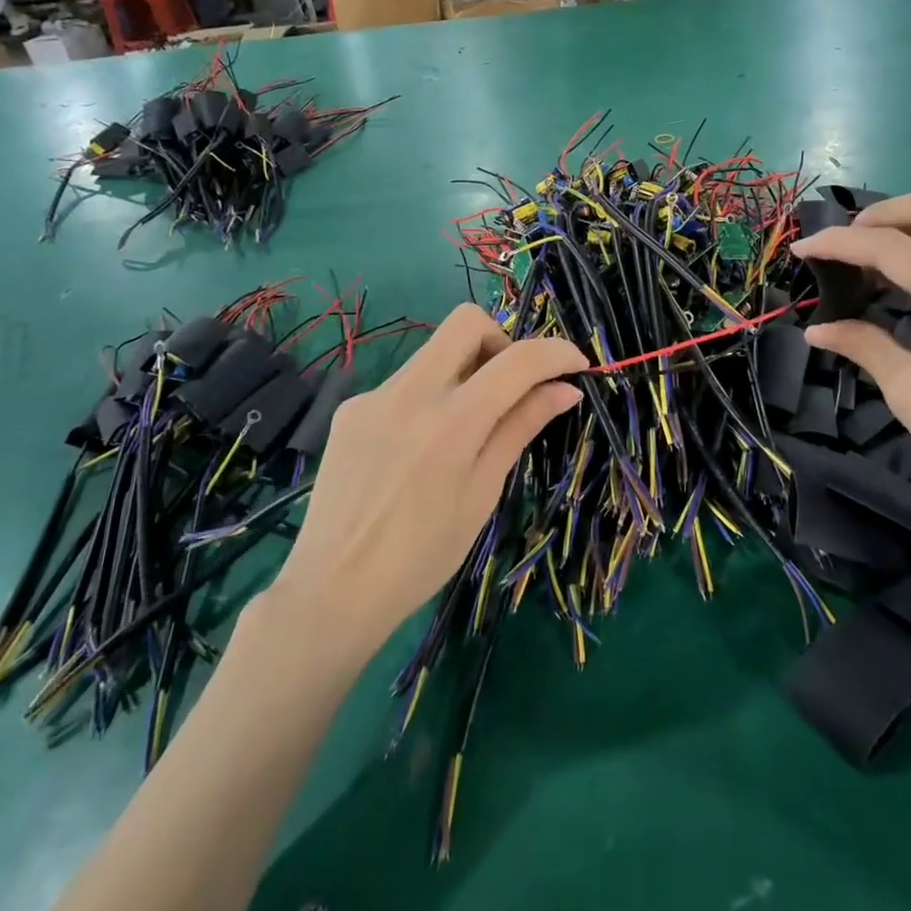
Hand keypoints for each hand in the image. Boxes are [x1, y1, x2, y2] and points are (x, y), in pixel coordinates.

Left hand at [274, 305, 586, 646]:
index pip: (518, 360)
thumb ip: (520, 427)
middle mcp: (410, 393)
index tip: (576, 364)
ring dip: (465, 369)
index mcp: (452, 423)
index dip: (557, 353)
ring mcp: (373, 395)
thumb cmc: (423, 554)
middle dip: (502, 341)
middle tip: (512, 384)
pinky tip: (421, 446)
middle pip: (466, 322)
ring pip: (433, 351)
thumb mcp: (483, 492)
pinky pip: (404, 383)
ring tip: (468, 424)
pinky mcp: (350, 407)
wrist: (334, 588)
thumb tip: (565, 389)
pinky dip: (430, 397)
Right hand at [791, 189, 910, 550]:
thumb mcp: (910, 390)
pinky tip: (902, 281)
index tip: (800, 250)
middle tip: (843, 244)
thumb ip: (863, 345)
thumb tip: (816, 330)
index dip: (838, 242)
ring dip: (906, 228)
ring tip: (864, 260)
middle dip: (880, 214)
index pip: (891, 246)